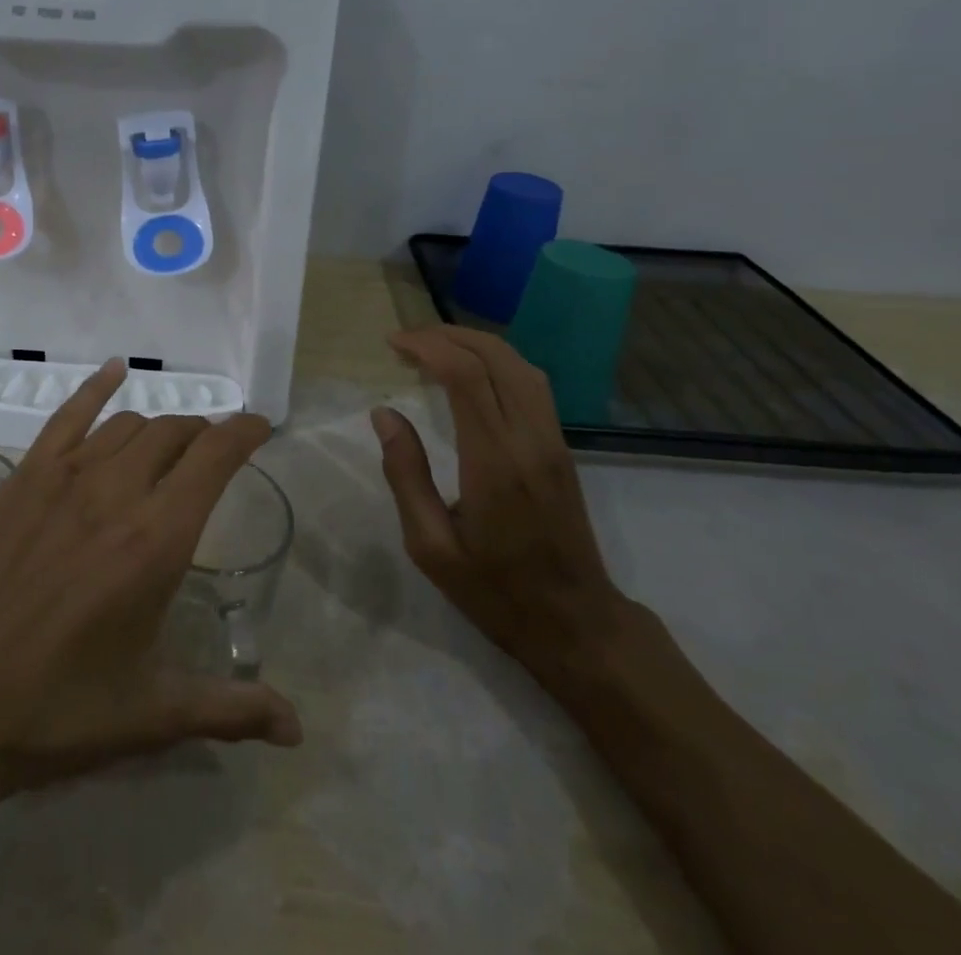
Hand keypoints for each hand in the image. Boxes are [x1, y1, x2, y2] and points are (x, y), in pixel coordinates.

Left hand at [0, 360, 301, 806]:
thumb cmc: (58, 708)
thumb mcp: (153, 712)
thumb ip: (230, 708)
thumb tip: (297, 729)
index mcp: (156, 539)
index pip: (214, 457)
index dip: (244, 432)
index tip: (261, 427)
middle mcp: (116, 491)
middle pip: (174, 432)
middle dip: (203, 434)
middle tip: (213, 453)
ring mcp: (64, 476)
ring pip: (128, 424)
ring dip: (159, 427)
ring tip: (169, 443)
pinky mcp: (24, 477)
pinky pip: (67, 415)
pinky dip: (96, 387)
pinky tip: (115, 371)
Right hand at [374, 326, 628, 685]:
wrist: (576, 624)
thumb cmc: (495, 590)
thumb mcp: (431, 546)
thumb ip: (406, 475)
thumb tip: (384, 414)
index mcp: (494, 461)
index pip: (465, 375)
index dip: (427, 347)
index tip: (393, 343)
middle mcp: (529, 439)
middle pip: (494, 357)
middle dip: (447, 336)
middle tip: (406, 340)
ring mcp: (552, 440)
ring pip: (519, 364)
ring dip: (475, 343)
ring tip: (434, 346)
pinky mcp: (562, 447)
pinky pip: (532, 384)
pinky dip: (498, 361)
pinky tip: (473, 370)